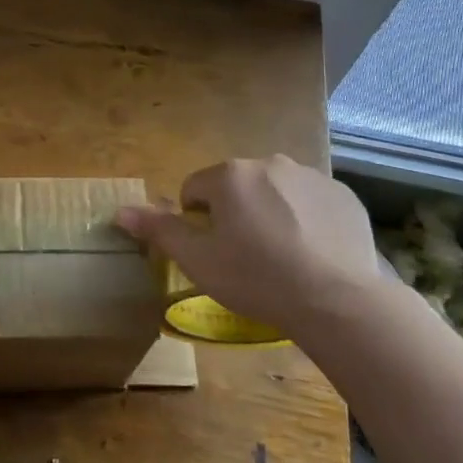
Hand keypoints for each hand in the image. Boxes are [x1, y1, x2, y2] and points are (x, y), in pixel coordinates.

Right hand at [116, 156, 383, 336]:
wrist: (337, 300)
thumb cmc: (256, 278)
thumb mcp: (198, 260)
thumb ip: (159, 230)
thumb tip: (120, 211)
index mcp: (229, 175)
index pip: (194, 189)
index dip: (197, 222)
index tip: (214, 251)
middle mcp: (269, 163)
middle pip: (236, 186)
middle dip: (235, 213)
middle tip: (246, 256)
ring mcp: (310, 176)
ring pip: (274, 191)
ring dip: (270, 213)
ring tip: (282, 257)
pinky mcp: (342, 194)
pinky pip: (311, 202)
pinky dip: (306, 220)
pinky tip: (313, 253)